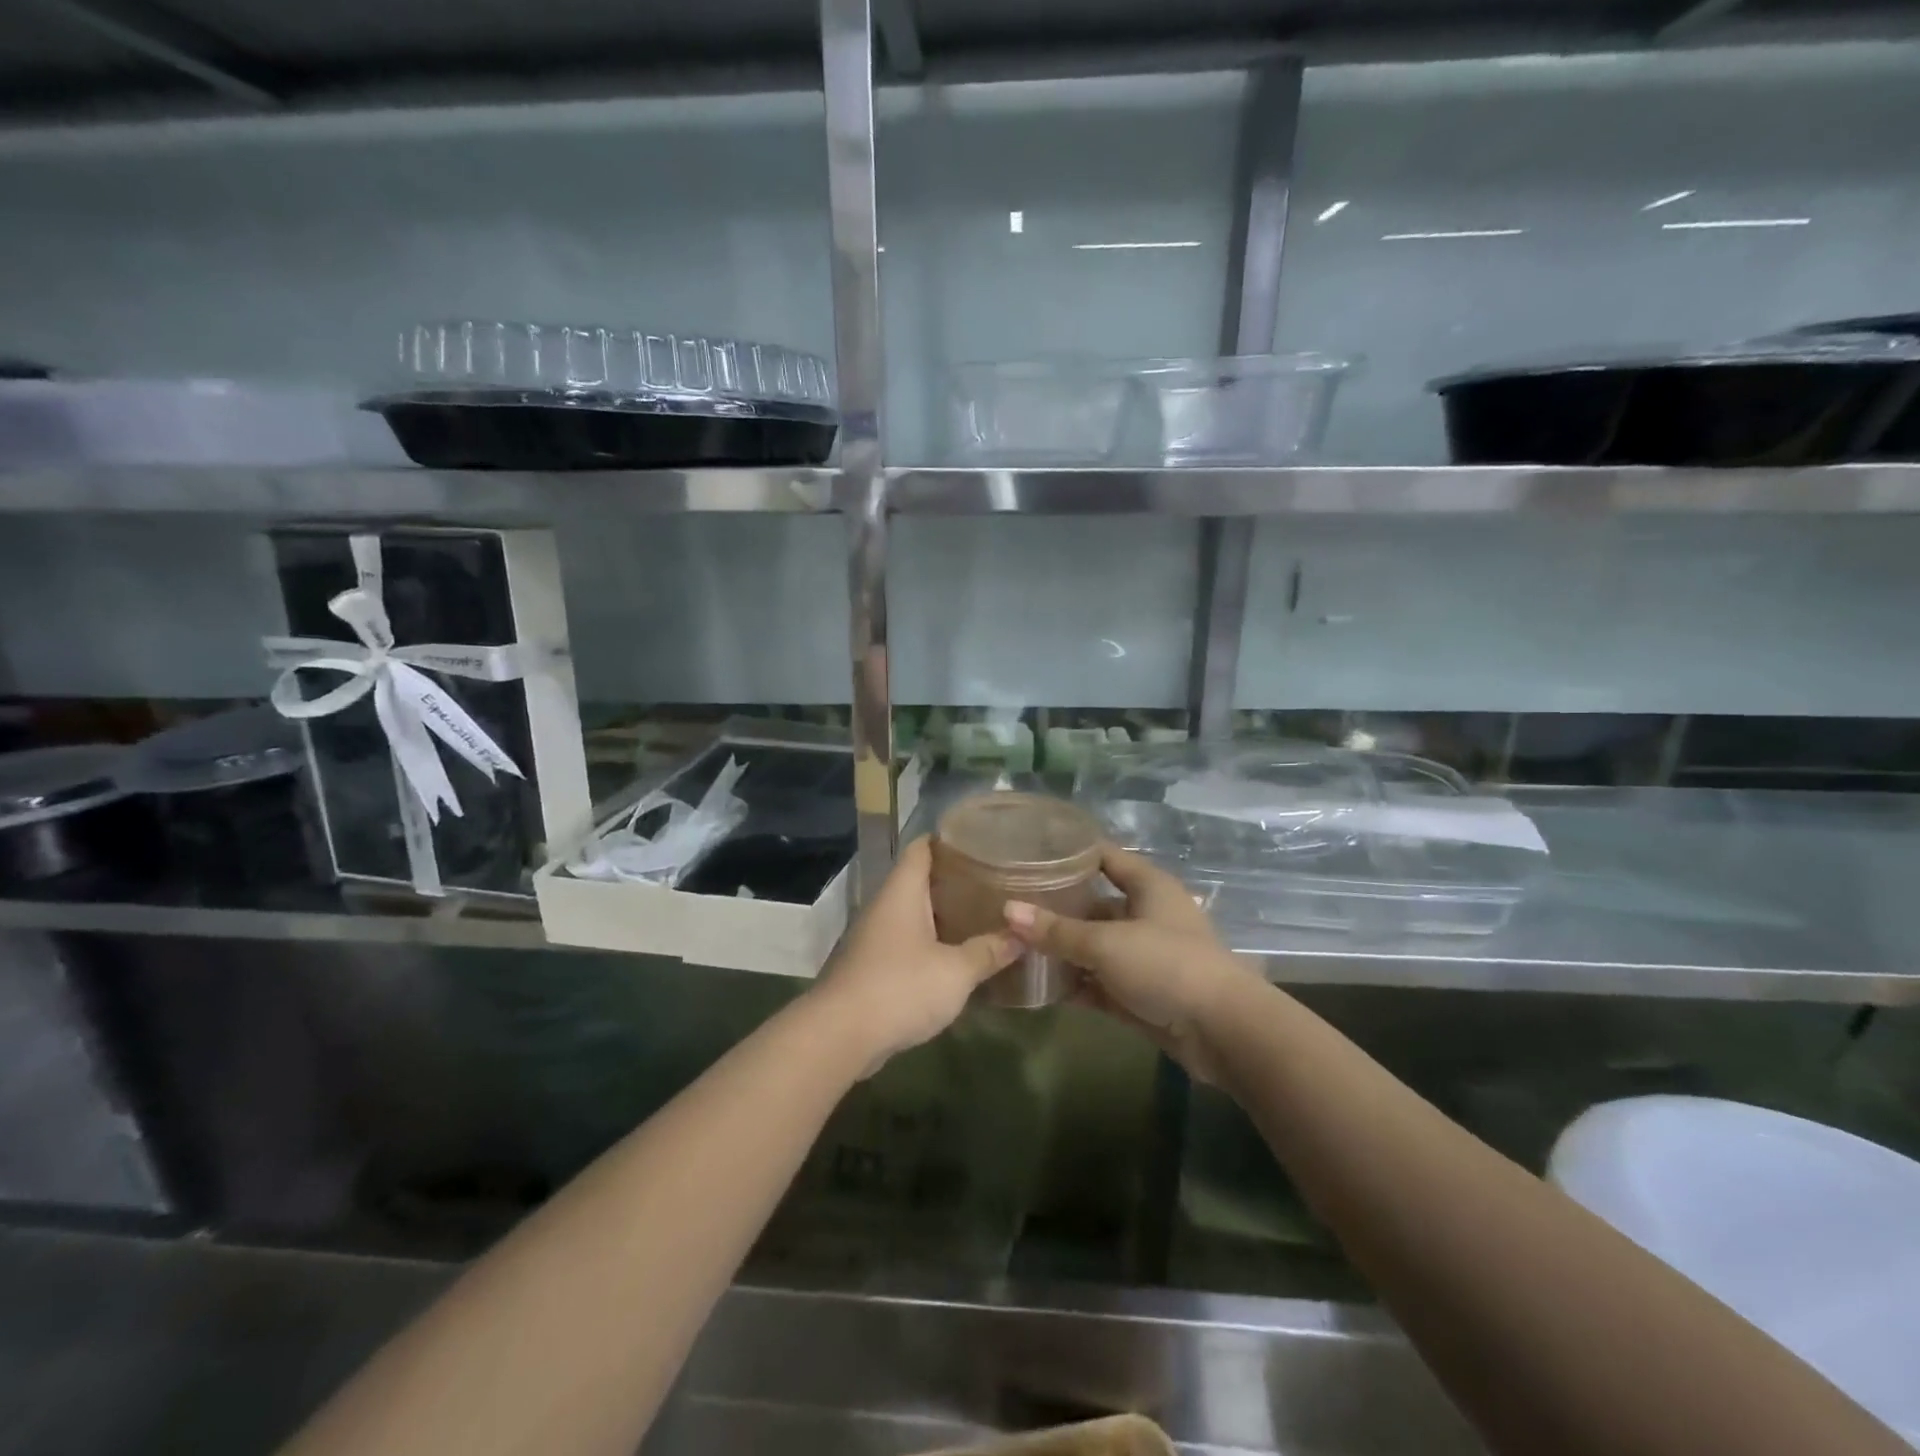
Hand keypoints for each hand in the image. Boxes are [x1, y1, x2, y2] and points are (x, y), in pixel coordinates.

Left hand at [809, 837, 1020, 1067]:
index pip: (922, 847)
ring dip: (944, 915)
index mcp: (902, 891)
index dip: (948, 839)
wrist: (840, 1035)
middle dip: (955, 880)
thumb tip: (1022, 935)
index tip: (981, 840)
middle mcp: (886, 906)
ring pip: (914, 913)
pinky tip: (958, 955)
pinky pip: (908, 942)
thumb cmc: (900, 987)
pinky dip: (932, 943)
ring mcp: (876, 937)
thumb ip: (989, 951)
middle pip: (920, 880)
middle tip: (995, 881)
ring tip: (983, 915)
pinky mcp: (873, 966)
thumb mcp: (956, 971)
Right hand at [1003, 844, 1256, 1082]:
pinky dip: (1076, 983)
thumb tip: (1008, 911)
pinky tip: (1040, 985)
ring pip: (1095, 946)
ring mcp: (1145, 956)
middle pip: (1095, 903)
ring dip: (1063, 949)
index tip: (1031, 851)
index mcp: (1148, 887)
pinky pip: (1100, 982)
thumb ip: (1056, 931)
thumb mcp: (1106, 944)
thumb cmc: (1166, 965)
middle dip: (1058, 907)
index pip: (1104, 856)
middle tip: (1011, 904)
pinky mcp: (1141, 993)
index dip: (1071, 852)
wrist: (1223, 1031)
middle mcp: (1147, 915)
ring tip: (1016, 945)